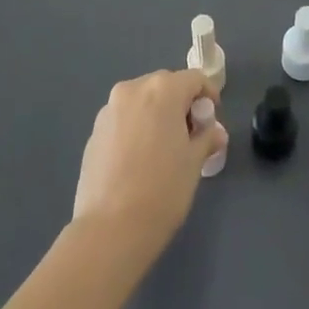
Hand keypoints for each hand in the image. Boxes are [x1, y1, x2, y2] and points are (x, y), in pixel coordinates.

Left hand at [72, 70, 222, 254]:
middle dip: (181, 104)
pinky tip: (139, 160)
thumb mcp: (194, 162)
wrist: (110, 229)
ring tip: (164, 148)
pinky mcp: (93, 131)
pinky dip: (136, 128)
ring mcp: (109, 110)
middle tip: (191, 136)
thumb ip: (207, 138)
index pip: (194, 79)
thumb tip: (215, 132)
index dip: (208, 95)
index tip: (212, 121)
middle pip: (165, 86)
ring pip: (141, 101)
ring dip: (157, 115)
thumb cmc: (162, 190)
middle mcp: (133, 90)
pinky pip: (123, 119)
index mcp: (162, 90)